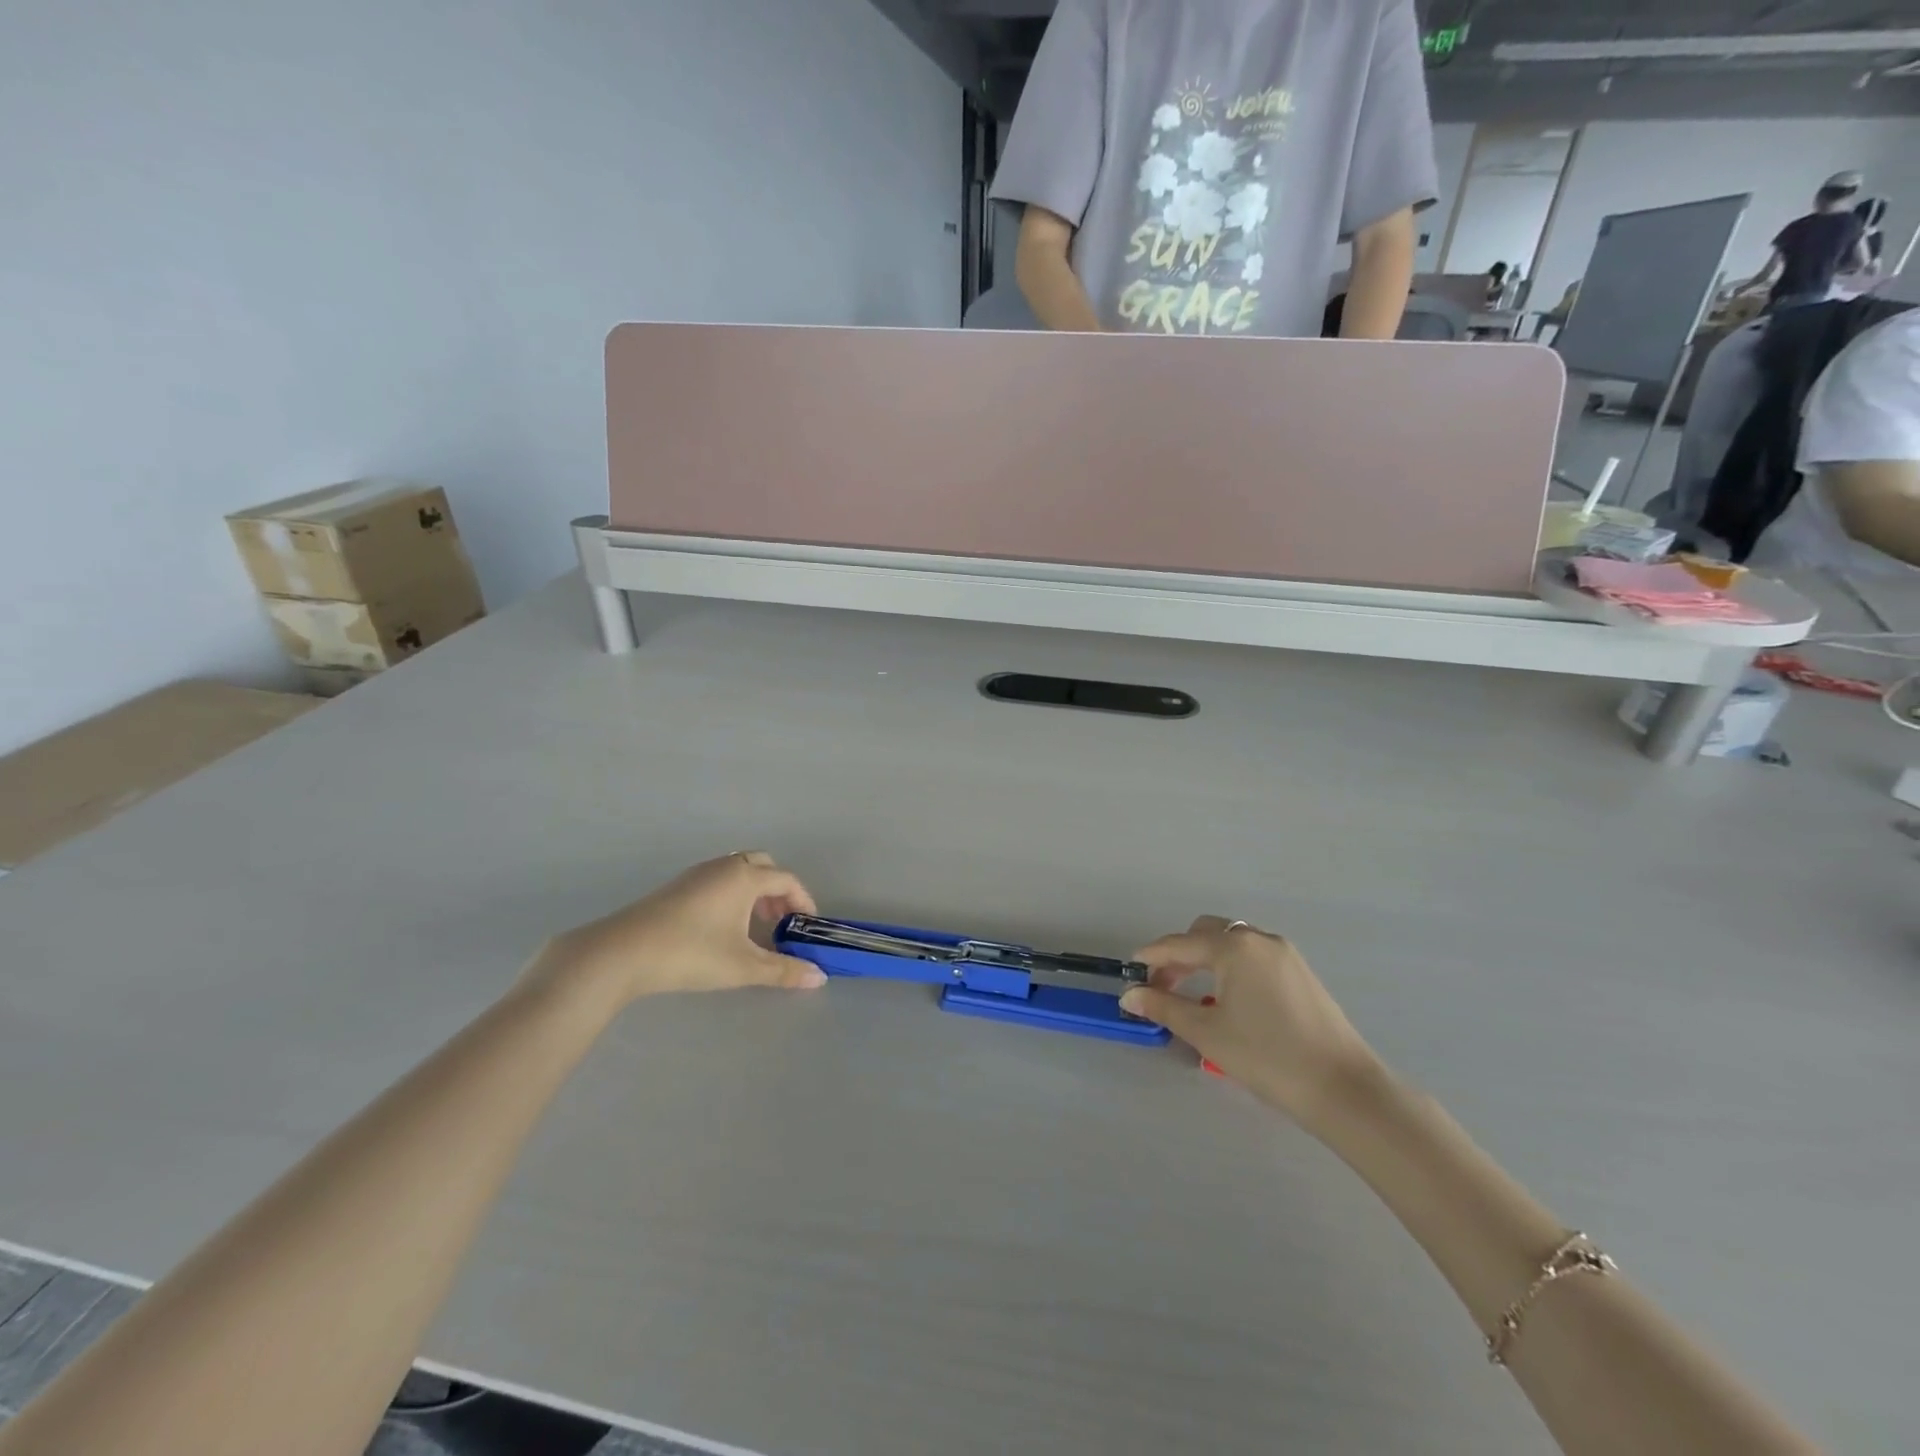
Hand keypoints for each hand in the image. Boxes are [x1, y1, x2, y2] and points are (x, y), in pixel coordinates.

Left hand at [527, 852, 826, 1005]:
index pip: (786, 880)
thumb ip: (783, 970)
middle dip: (778, 891)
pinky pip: (718, 878)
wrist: (622, 953)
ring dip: (754, 891)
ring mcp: (697, 874)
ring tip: (754, 927)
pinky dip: (732, 893)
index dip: (803, 901)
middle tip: (780, 922)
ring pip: (738, 870)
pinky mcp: (677, 886)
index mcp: (744, 877)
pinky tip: (722, 926)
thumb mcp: (742, 967)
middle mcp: (724, 867)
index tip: (807, 926)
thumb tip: (819, 976)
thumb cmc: (690, 954)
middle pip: (763, 865)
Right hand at [1120, 917, 1383, 1129]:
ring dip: (1206, 958)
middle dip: (1179, 954)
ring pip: (1232, 943)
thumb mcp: (1207, 1032)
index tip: (1130, 972)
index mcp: (1234, 947)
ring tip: (1192, 992)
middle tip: (1162, 986)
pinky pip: (1253, 956)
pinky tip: (1227, 997)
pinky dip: (1231, 966)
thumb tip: (1130, 994)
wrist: (1343, 1088)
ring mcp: (1284, 954)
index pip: (1179, 944)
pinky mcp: (1300, 972)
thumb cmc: (1267, 1057)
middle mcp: (1259, 939)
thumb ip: (1164, 1006)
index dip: (1152, 957)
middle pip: (1206, 934)